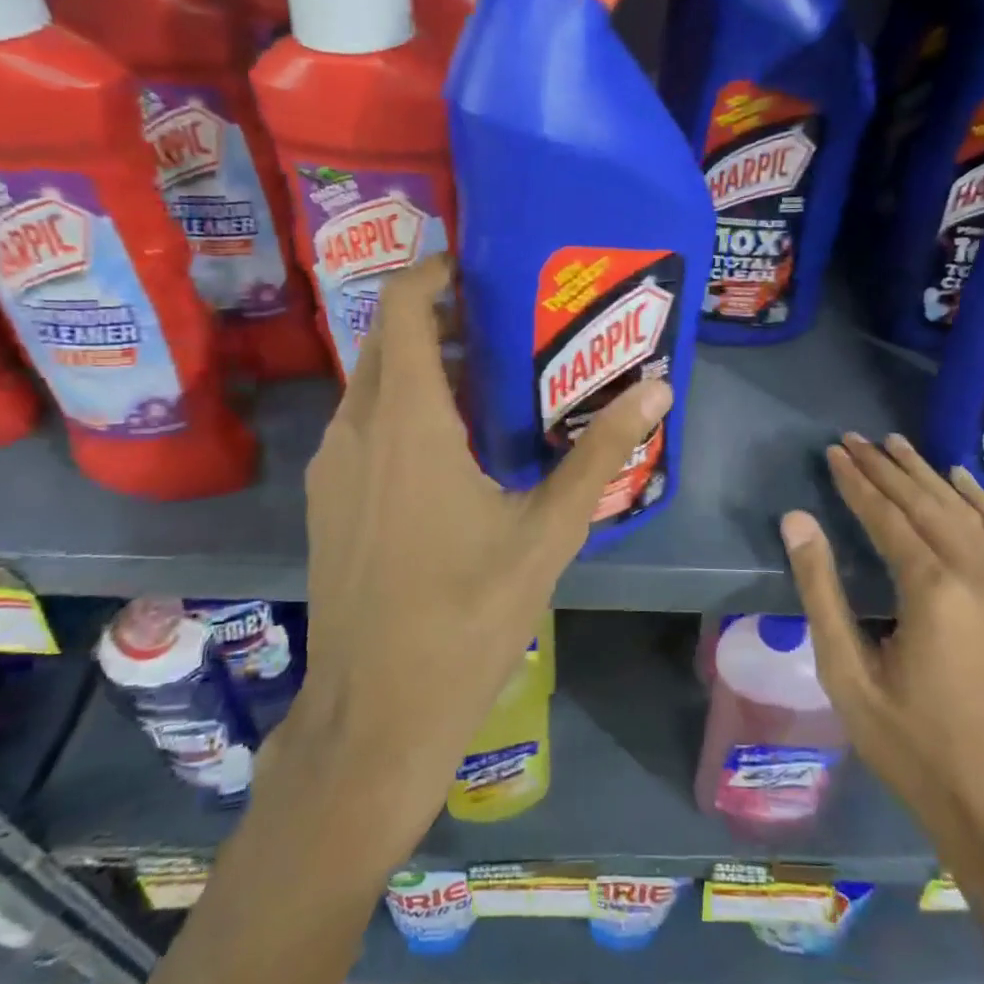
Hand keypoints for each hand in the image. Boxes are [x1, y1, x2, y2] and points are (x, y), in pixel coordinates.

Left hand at [265, 255, 672, 861]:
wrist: (376, 714)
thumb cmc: (466, 618)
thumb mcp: (547, 533)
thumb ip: (599, 455)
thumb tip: (656, 392)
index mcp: (407, 424)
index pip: (400, 308)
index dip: (433, 271)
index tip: (482, 269)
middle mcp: (356, 430)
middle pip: (388, 341)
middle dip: (439, 318)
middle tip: (507, 324)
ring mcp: (331, 468)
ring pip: (373, 385)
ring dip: (421, 366)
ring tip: (491, 380)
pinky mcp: (327, 501)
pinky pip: (363, 425)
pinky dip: (402, 408)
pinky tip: (453, 447)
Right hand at [782, 433, 983, 884]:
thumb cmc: (915, 748)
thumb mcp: (848, 676)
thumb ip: (821, 592)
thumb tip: (797, 521)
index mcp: (933, 591)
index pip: (887, 516)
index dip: (856, 481)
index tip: (833, 451)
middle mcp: (979, 574)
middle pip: (926, 503)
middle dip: (886, 468)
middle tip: (854, 438)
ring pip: (965, 510)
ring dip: (928, 474)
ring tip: (897, 444)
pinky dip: (981, 500)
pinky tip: (962, 480)